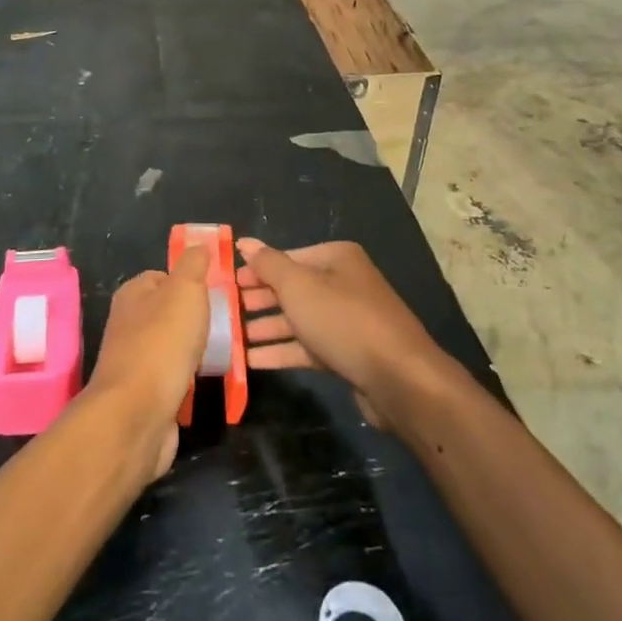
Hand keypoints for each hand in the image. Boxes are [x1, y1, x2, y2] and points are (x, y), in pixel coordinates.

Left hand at [87, 247, 209, 478]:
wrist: (136, 415)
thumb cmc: (162, 343)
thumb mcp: (185, 290)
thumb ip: (193, 265)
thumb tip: (198, 244)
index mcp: (132, 294)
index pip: (163, 277)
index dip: (190, 282)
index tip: (217, 293)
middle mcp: (128, 324)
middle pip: (168, 313)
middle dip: (195, 319)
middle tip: (225, 324)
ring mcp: (134, 361)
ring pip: (171, 347)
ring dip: (194, 351)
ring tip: (222, 353)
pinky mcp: (144, 395)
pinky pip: (172, 378)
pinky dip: (188, 380)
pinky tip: (205, 382)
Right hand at [237, 239, 452, 428]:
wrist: (399, 378)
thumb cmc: (344, 320)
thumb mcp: (298, 286)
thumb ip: (268, 264)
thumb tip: (244, 242)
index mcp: (336, 258)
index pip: (286, 258)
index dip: (255, 271)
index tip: (225, 284)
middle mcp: (343, 283)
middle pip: (291, 289)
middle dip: (258, 301)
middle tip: (222, 312)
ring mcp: (347, 320)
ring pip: (297, 319)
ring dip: (264, 328)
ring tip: (229, 338)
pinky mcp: (347, 353)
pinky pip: (306, 347)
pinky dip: (280, 351)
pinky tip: (249, 360)